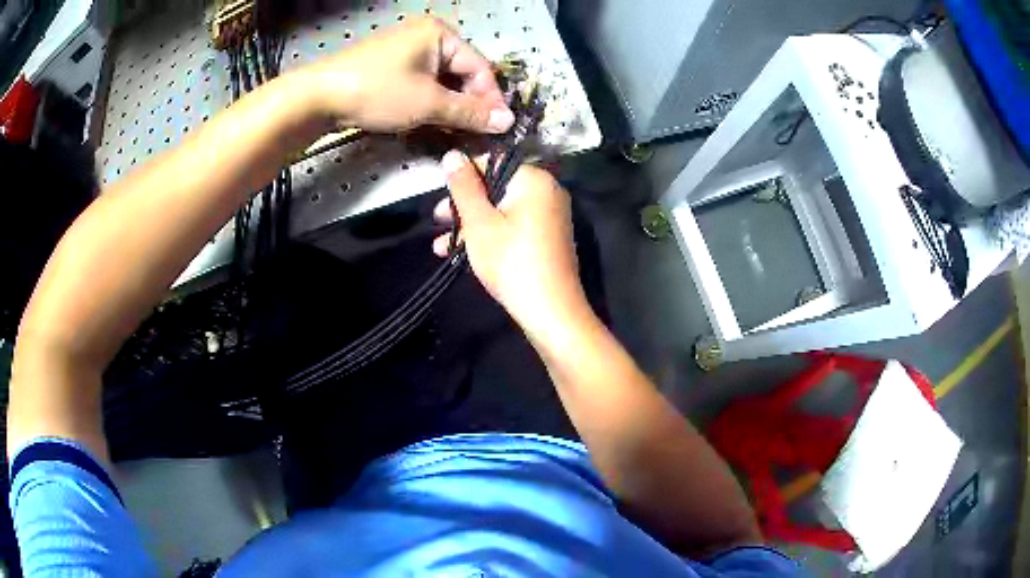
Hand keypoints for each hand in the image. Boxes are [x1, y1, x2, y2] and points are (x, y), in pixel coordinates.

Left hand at [302, 17, 513, 133]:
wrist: (318, 96)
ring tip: (455, 131)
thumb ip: (469, 112)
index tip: (498, 128)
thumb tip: (507, 122)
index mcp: (441, 34)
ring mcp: (406, 48)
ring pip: (441, 79)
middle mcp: (427, 35)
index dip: (490, 99)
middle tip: (475, 133)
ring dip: (449, 105)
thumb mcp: (428, 104)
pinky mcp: (391, 64)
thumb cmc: (378, 92)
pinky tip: (431, 120)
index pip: (480, 67)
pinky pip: (422, 81)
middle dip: (469, 103)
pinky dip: (429, 101)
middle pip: (461, 71)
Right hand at [432, 150, 590, 335]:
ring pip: (502, 211)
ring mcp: (550, 216)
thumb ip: (463, 186)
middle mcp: (547, 191)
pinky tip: (463, 254)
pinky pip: (514, 227)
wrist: (550, 311)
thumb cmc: (510, 261)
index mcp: (534, 179)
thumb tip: (452, 154)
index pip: (492, 163)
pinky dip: (490, 235)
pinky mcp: (548, 238)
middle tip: (438, 221)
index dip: (462, 179)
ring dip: (471, 226)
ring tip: (440, 246)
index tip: (441, 199)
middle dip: (463, 206)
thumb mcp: (478, 222)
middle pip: (496, 188)